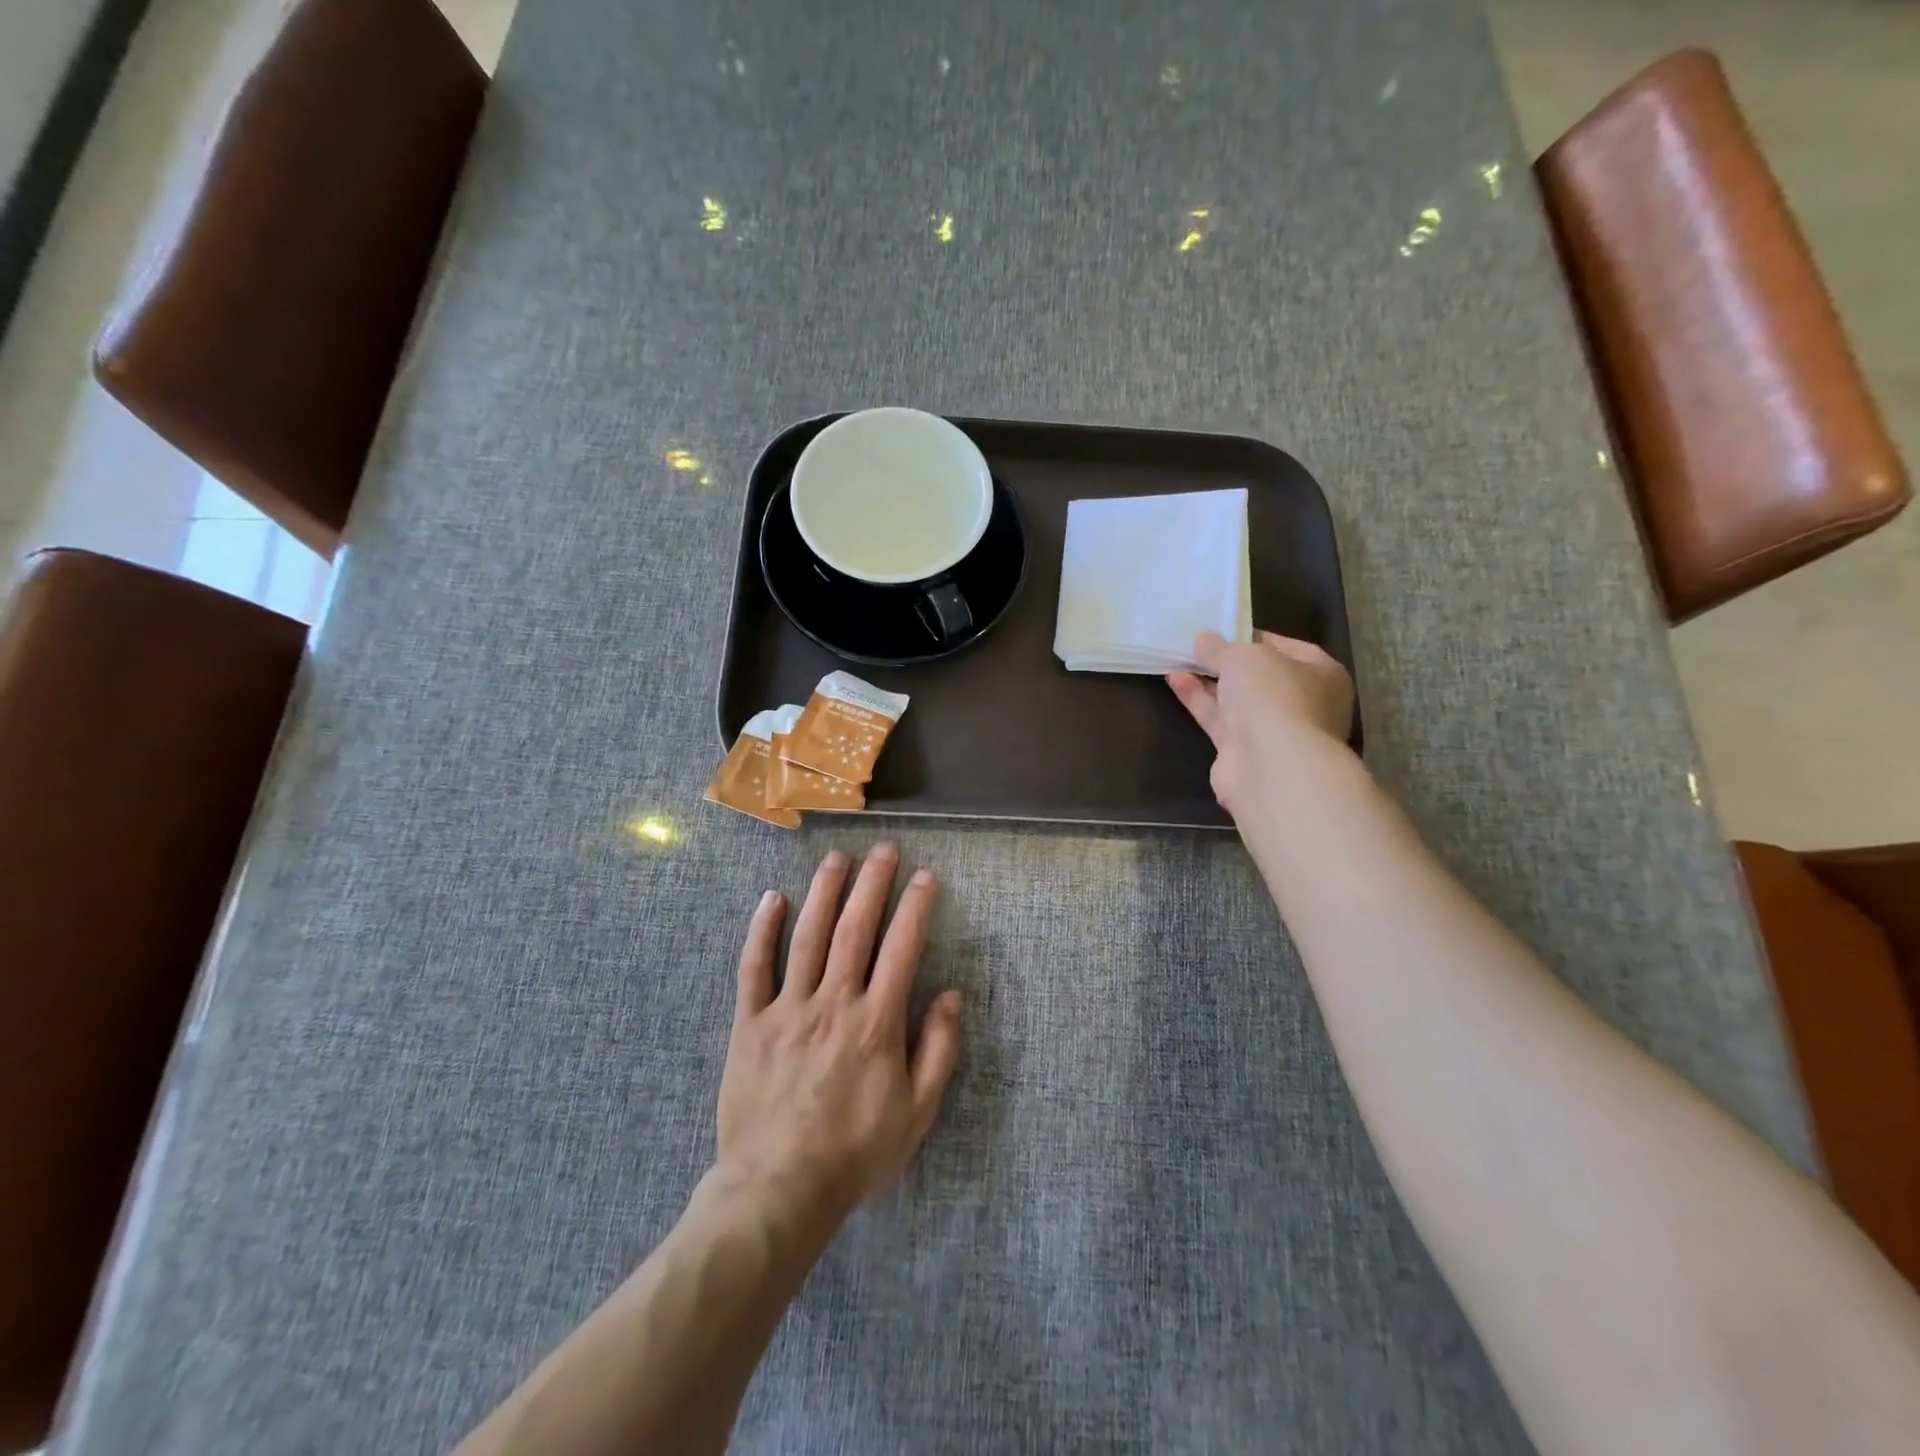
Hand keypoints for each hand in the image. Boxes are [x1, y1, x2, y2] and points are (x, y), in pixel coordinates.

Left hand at [716, 844, 963, 1228]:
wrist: (779, 1190)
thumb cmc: (855, 1152)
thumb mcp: (917, 1112)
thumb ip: (938, 1050)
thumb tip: (952, 995)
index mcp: (876, 1022)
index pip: (901, 948)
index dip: (915, 907)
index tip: (925, 876)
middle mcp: (833, 1003)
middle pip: (854, 929)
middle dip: (871, 884)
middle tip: (883, 849)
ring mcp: (787, 1009)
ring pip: (807, 937)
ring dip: (823, 892)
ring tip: (837, 858)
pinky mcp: (749, 1024)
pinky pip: (753, 968)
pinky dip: (762, 930)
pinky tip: (771, 899)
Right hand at [1167, 630, 1354, 818]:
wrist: (1271, 767)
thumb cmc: (1273, 697)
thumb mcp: (1244, 657)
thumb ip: (1221, 648)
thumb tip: (1204, 641)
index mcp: (1321, 674)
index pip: (1286, 647)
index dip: (1252, 637)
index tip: (1222, 630)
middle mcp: (1302, 703)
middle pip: (1259, 677)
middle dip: (1227, 662)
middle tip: (1196, 646)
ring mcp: (1273, 731)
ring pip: (1236, 700)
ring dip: (1207, 680)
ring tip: (1177, 659)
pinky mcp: (1243, 752)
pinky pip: (1218, 719)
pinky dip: (1199, 700)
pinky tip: (1175, 680)